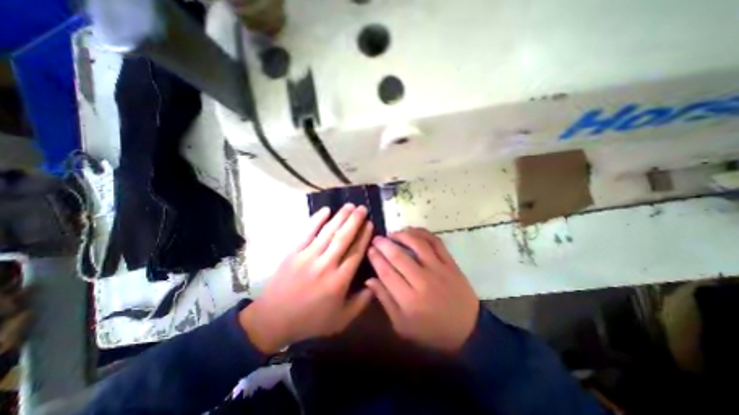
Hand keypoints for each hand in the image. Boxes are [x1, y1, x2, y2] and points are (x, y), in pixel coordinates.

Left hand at [238, 204, 371, 353]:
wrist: (273, 319)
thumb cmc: (311, 320)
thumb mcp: (341, 320)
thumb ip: (362, 302)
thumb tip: (375, 283)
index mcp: (339, 281)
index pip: (356, 252)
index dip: (364, 236)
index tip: (370, 223)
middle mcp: (325, 265)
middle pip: (343, 238)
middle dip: (355, 221)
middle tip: (362, 208)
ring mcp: (308, 256)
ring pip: (328, 232)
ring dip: (340, 217)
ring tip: (350, 206)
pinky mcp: (294, 252)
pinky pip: (307, 232)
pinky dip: (317, 219)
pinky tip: (326, 210)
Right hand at [365, 228, 479, 351]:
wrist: (468, 331)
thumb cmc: (431, 331)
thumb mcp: (402, 325)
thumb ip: (385, 300)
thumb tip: (369, 280)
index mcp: (409, 300)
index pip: (386, 272)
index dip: (375, 258)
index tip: (369, 249)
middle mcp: (423, 281)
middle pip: (398, 256)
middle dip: (383, 244)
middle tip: (376, 239)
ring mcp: (439, 269)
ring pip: (417, 244)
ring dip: (402, 235)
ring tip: (392, 233)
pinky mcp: (450, 263)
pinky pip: (435, 242)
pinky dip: (423, 233)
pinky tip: (413, 232)